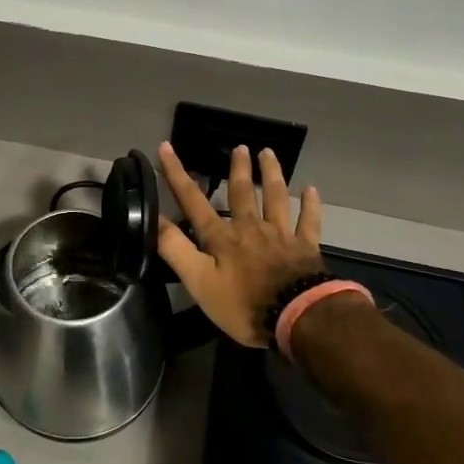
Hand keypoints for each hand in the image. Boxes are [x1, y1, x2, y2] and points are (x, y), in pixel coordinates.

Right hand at [156, 142, 324, 347]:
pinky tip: (311, 189)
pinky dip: (310, 205)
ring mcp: (280, 235)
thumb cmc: (243, 304)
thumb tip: (152, 218)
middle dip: (237, 169)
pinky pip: (309, 221)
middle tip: (239, 146)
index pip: (192, 200)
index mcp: (221, 237)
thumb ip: (175, 249)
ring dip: (271, 174)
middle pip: (241, 193)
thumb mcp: (199, 281)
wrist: (297, 316)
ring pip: (275, 198)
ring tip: (268, 153)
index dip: (176, 174)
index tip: (166, 146)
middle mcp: (250, 228)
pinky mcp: (305, 248)